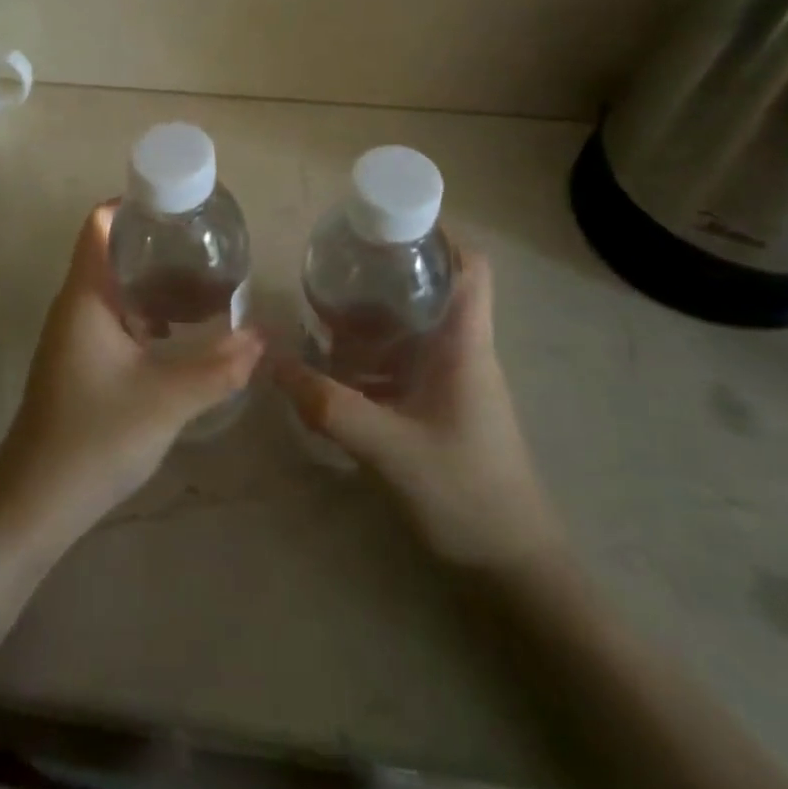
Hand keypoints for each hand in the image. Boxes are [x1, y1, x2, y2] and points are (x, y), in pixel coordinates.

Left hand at [0, 204, 262, 552]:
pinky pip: (115, 317)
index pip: (100, 224)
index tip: (180, 205)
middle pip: (113, 251)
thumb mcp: (167, 400)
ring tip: (204, 281)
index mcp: (86, 296)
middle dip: (158, 244)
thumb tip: (263, 336)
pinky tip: (179, 332)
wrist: (34, 504)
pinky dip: (146, 312)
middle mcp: (75, 305)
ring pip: (116, 288)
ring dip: (154, 281)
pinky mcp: (79, 361)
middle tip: (208, 244)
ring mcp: (74, 335)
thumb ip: (219, 367)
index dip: (135, 203)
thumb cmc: (95, 438)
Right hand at [275, 251, 563, 574]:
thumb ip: (331, 408)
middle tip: (340, 262)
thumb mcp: (390, 450)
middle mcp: (463, 351)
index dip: (441, 234)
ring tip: (327, 306)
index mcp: (465, 345)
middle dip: (389, 271)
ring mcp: (455, 381)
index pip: (471, 267)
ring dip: (377, 316)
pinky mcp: (443, 407)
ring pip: (416, 327)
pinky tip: (337, 367)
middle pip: (434, 289)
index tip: (391, 222)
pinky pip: (407, 362)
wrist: (513, 566)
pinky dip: (375, 355)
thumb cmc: (466, 494)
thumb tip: (274, 366)